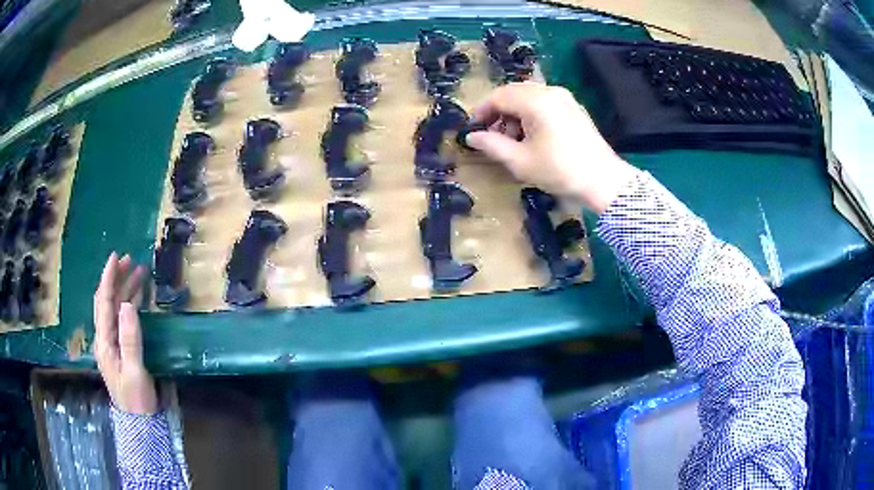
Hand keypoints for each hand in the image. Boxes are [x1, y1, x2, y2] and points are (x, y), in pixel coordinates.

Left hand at [93, 252, 156, 414]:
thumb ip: (130, 339)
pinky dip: (128, 304)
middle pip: (107, 302)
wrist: (140, 422)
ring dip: (124, 289)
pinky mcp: (120, 349)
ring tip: (138, 273)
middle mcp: (104, 338)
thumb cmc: (137, 399)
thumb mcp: (135, 371)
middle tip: (130, 260)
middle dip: (116, 279)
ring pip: (114, 309)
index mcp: (104, 342)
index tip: (115, 257)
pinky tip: (136, 299)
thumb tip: (127, 305)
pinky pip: (121, 319)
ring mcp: (111, 344)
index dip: (108, 279)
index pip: (103, 303)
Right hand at [466, 82, 638, 212]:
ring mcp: (564, 97)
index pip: (498, 96)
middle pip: (513, 92)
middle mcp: (549, 91)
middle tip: (493, 136)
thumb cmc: (561, 171)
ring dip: (514, 113)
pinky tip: (533, 135)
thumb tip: (471, 136)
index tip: (473, 130)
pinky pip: (544, 101)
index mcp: (535, 101)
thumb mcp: (521, 161)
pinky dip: (531, 113)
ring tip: (514, 140)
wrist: (604, 180)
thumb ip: (492, 145)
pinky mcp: (573, 106)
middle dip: (498, 112)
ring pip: (528, 96)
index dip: (482, 112)